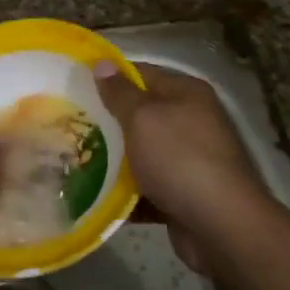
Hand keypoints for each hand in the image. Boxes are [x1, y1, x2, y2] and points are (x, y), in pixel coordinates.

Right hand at [94, 62, 273, 272]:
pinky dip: (125, 191)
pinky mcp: (183, 194)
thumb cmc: (179, 158)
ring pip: (141, 153)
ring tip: (74, 159)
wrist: (220, 226)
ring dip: (113, 159)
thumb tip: (102, 63)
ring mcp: (189, 160)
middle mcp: (191, 122)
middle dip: (107, 121)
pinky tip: (94, 193)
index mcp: (186, 94)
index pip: (141, 74)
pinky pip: (147, 186)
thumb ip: (119, 92)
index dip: (108, 78)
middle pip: (140, 114)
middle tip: (69, 124)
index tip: (74, 86)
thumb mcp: (142, 117)